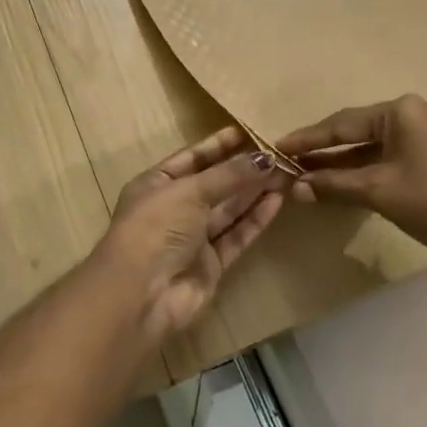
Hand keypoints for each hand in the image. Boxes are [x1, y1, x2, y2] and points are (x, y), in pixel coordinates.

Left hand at [97, 127, 285, 339]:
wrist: (142, 293)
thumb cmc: (156, 227)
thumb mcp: (189, 191)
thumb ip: (228, 175)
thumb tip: (264, 158)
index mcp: (156, 184)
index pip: (191, 158)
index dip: (218, 146)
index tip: (247, 133)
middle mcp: (173, 209)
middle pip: (214, 184)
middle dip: (243, 170)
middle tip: (277, 155)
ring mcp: (192, 239)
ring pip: (228, 210)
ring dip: (254, 192)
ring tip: (285, 174)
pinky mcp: (211, 265)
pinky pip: (236, 235)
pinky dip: (255, 219)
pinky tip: (276, 201)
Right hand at [279, 95, 426, 264]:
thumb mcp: (379, 191)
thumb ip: (334, 185)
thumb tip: (294, 187)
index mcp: (400, 111)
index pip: (342, 123)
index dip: (307, 139)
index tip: (277, 147)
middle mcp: (413, 113)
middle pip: (356, 131)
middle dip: (323, 151)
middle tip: (288, 163)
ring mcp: (426, 133)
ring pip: (372, 146)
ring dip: (343, 163)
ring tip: (307, 175)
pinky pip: (389, 156)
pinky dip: (365, 169)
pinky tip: (342, 182)